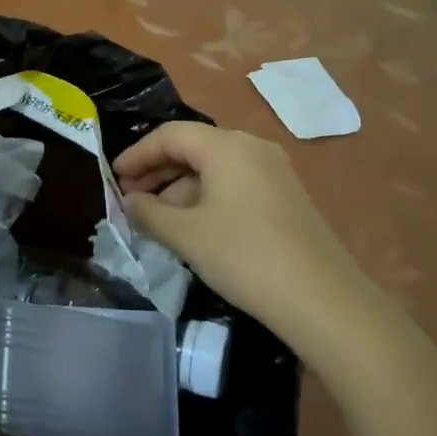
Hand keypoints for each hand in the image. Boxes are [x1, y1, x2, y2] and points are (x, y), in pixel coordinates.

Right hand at [114, 122, 359, 335]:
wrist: (323, 300)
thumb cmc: (244, 257)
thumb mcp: (186, 235)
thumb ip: (149, 213)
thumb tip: (130, 202)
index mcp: (226, 146)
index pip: (170, 135)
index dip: (137, 154)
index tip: (114, 178)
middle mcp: (251, 147)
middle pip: (193, 147)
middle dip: (158, 171)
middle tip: (130, 198)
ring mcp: (273, 170)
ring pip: (214, 167)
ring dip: (180, 187)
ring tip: (157, 218)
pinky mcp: (286, 195)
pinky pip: (235, 183)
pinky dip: (206, 197)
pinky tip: (193, 226)